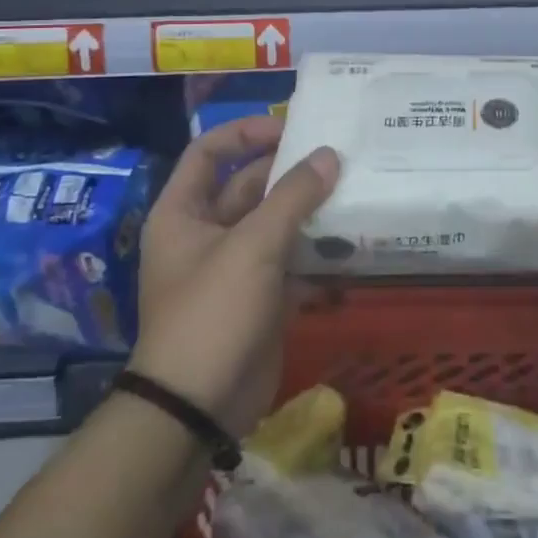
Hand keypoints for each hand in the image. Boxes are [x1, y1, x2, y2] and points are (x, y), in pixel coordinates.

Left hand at [129, 117, 339, 435]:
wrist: (198, 409)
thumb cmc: (213, 311)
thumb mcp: (253, 245)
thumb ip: (293, 196)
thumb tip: (329, 155)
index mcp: (184, 212)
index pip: (209, 151)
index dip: (245, 133)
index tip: (290, 129)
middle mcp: (205, 233)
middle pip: (248, 186)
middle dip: (290, 173)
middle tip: (339, 159)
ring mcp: (234, 268)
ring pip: (275, 225)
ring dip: (309, 212)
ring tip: (354, 194)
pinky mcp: (259, 299)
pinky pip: (290, 263)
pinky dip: (316, 255)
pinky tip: (353, 247)